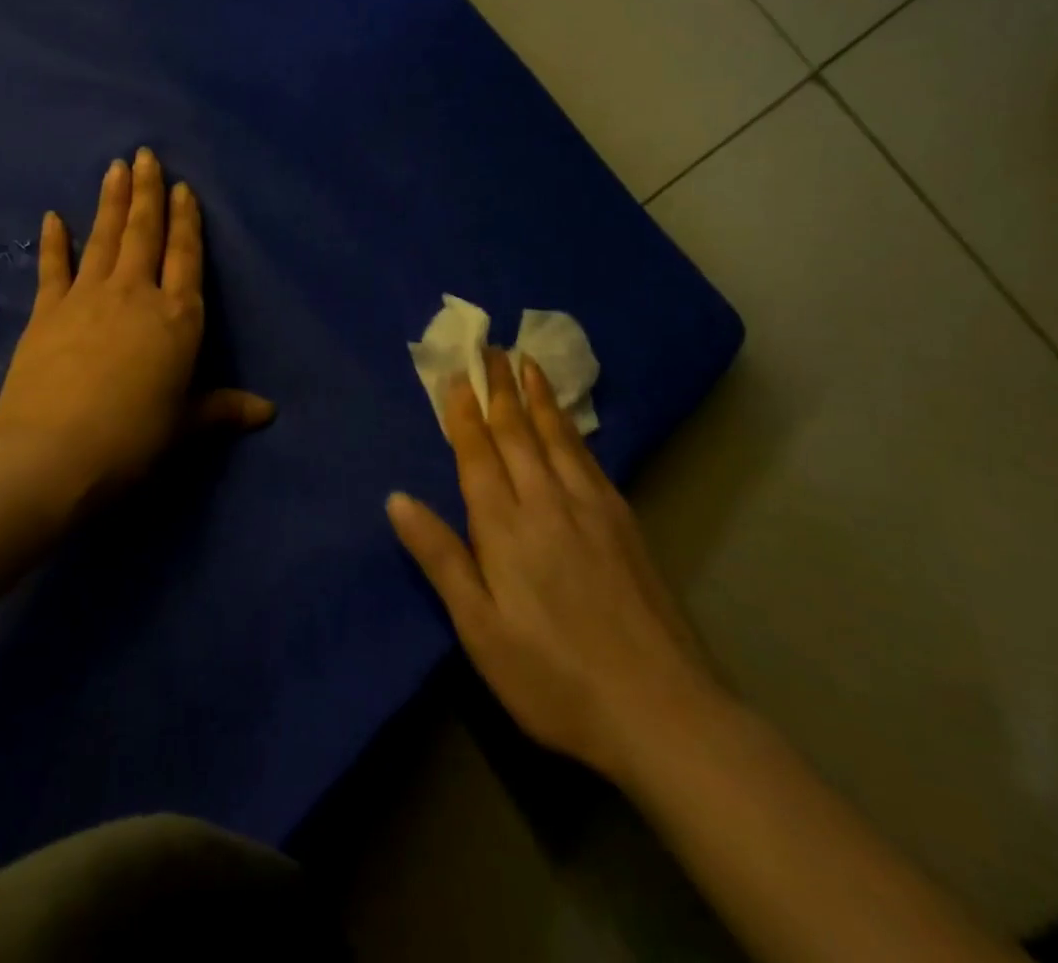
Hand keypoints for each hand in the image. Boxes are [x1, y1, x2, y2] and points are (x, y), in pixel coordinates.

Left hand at [0, 148, 273, 501]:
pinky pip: (53, 267)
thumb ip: (225, 410)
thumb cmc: (134, 437)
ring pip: (104, 238)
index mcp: (178, 317)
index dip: (186, 221)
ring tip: (115, 167)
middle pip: (145, 234)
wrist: (54, 452)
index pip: (186, 257)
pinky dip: (54, 241)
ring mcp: (88, 297)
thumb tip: (270, 413)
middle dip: (147, 193)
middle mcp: (136, 294)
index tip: (183, 188)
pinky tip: (53, 216)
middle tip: (146, 155)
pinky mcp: (47, 311)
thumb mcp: (187, 425)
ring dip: (111, 202)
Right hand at [388, 349, 729, 780]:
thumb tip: (397, 499)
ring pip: (556, 436)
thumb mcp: (480, 629)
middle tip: (490, 347)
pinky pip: (589, 457)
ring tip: (527, 361)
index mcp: (505, 526)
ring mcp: (591, 507)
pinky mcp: (623, 521)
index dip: (464, 411)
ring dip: (537, 396)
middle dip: (500, 386)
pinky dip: (571, 427)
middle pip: (517, 431)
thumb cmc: (553, 677)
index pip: (478, 452)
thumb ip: (441, 558)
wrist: (660, 711)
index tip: (456, 372)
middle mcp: (547, 501)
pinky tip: (569, 420)